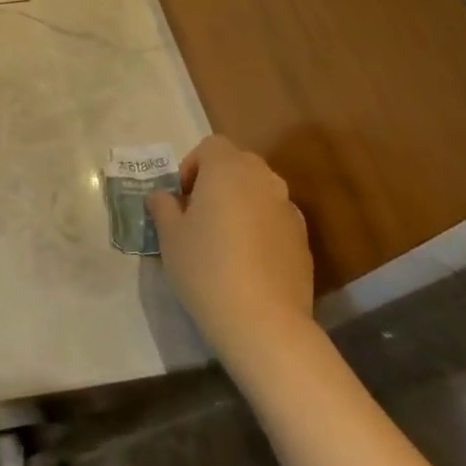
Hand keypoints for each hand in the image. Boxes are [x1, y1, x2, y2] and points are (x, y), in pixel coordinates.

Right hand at [147, 134, 315, 366]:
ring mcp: (288, 209)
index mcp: (228, 170)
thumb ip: (163, 207)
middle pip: (238, 164)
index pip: (211, 146)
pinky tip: (245, 261)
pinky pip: (273, 219)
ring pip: (258, 192)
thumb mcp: (169, 235)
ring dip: (239, 203)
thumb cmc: (205, 267)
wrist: (262, 319)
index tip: (180, 198)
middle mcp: (263, 180)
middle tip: (197, 214)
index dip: (192, 165)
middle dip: (216, 181)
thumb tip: (162, 197)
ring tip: (221, 239)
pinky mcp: (303, 239)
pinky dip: (258, 227)